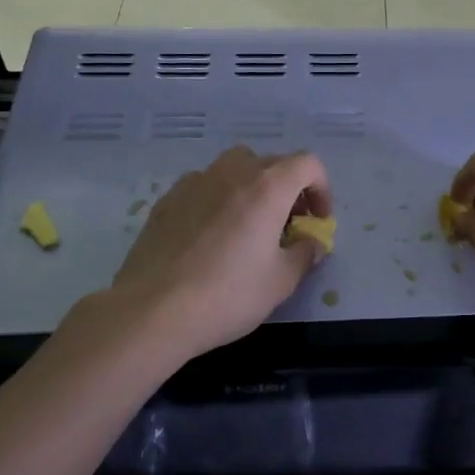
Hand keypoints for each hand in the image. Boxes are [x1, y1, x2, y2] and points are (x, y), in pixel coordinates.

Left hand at [110, 146, 332, 360]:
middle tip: (287, 226)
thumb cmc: (228, 294)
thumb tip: (312, 243)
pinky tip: (210, 236)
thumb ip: (305, 254)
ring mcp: (195, 182)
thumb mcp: (281, 281)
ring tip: (248, 225)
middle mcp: (232, 173)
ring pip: (234, 168)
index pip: (307, 164)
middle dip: (288, 189)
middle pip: (271, 163)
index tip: (316, 220)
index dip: (321, 188)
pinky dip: (218, 199)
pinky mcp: (167, 200)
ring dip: (251, 187)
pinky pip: (203, 186)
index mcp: (267, 187)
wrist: (153, 311)